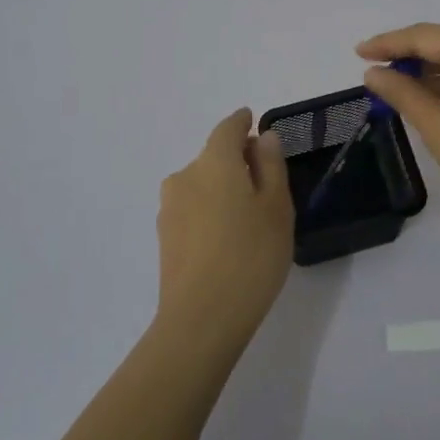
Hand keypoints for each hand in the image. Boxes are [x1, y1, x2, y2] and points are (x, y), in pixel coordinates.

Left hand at [155, 108, 293, 353]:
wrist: (201, 319)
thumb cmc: (251, 256)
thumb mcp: (276, 207)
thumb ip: (271, 166)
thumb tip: (263, 138)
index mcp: (214, 162)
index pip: (227, 128)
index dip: (241, 122)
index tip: (252, 120)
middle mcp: (185, 176)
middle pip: (213, 157)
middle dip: (237, 160)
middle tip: (265, 181)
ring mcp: (169, 208)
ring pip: (202, 184)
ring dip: (222, 188)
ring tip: (248, 216)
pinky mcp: (164, 237)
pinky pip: (193, 209)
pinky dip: (210, 211)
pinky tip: (227, 238)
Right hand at [357, 24, 439, 241]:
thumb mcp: (439, 129)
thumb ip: (403, 93)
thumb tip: (372, 72)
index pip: (429, 36)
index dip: (390, 43)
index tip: (359, 52)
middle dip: (412, 55)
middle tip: (374, 69)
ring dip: (435, 69)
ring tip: (397, 84)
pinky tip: (432, 93)